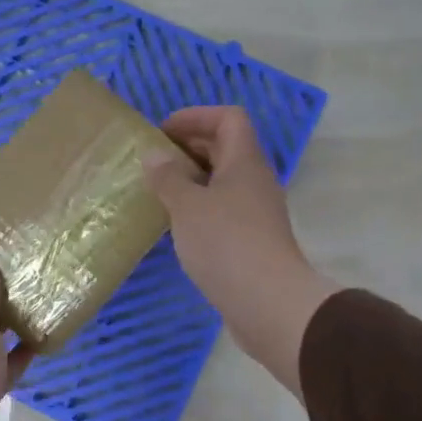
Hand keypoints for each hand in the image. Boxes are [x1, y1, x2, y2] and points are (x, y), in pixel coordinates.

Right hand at [144, 106, 339, 398]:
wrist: (269, 303)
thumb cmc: (226, 243)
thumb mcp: (187, 206)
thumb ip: (168, 177)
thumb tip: (153, 155)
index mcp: (244, 161)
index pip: (228, 118)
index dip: (196, 117)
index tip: (162, 132)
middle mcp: (254, 180)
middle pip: (225, 147)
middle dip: (188, 147)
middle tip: (152, 161)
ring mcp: (255, 212)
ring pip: (222, 181)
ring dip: (191, 179)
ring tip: (157, 191)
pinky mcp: (250, 240)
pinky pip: (221, 208)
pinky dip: (198, 207)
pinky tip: (174, 224)